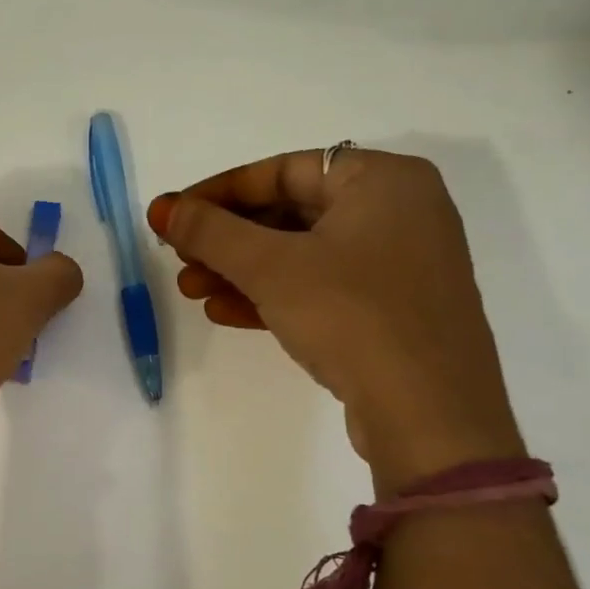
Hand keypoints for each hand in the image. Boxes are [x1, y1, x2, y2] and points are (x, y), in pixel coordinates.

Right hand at [149, 149, 522, 490]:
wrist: (430, 417)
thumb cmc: (352, 316)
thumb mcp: (271, 267)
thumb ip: (210, 231)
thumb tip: (160, 207)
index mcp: (383, 180)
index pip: (283, 171)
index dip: (219, 192)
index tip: (173, 215)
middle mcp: (398, 212)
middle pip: (290, 213)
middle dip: (226, 239)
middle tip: (178, 258)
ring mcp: (398, 265)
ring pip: (301, 255)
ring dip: (240, 271)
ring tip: (190, 290)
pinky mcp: (391, 311)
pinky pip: (321, 289)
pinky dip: (273, 296)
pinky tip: (224, 313)